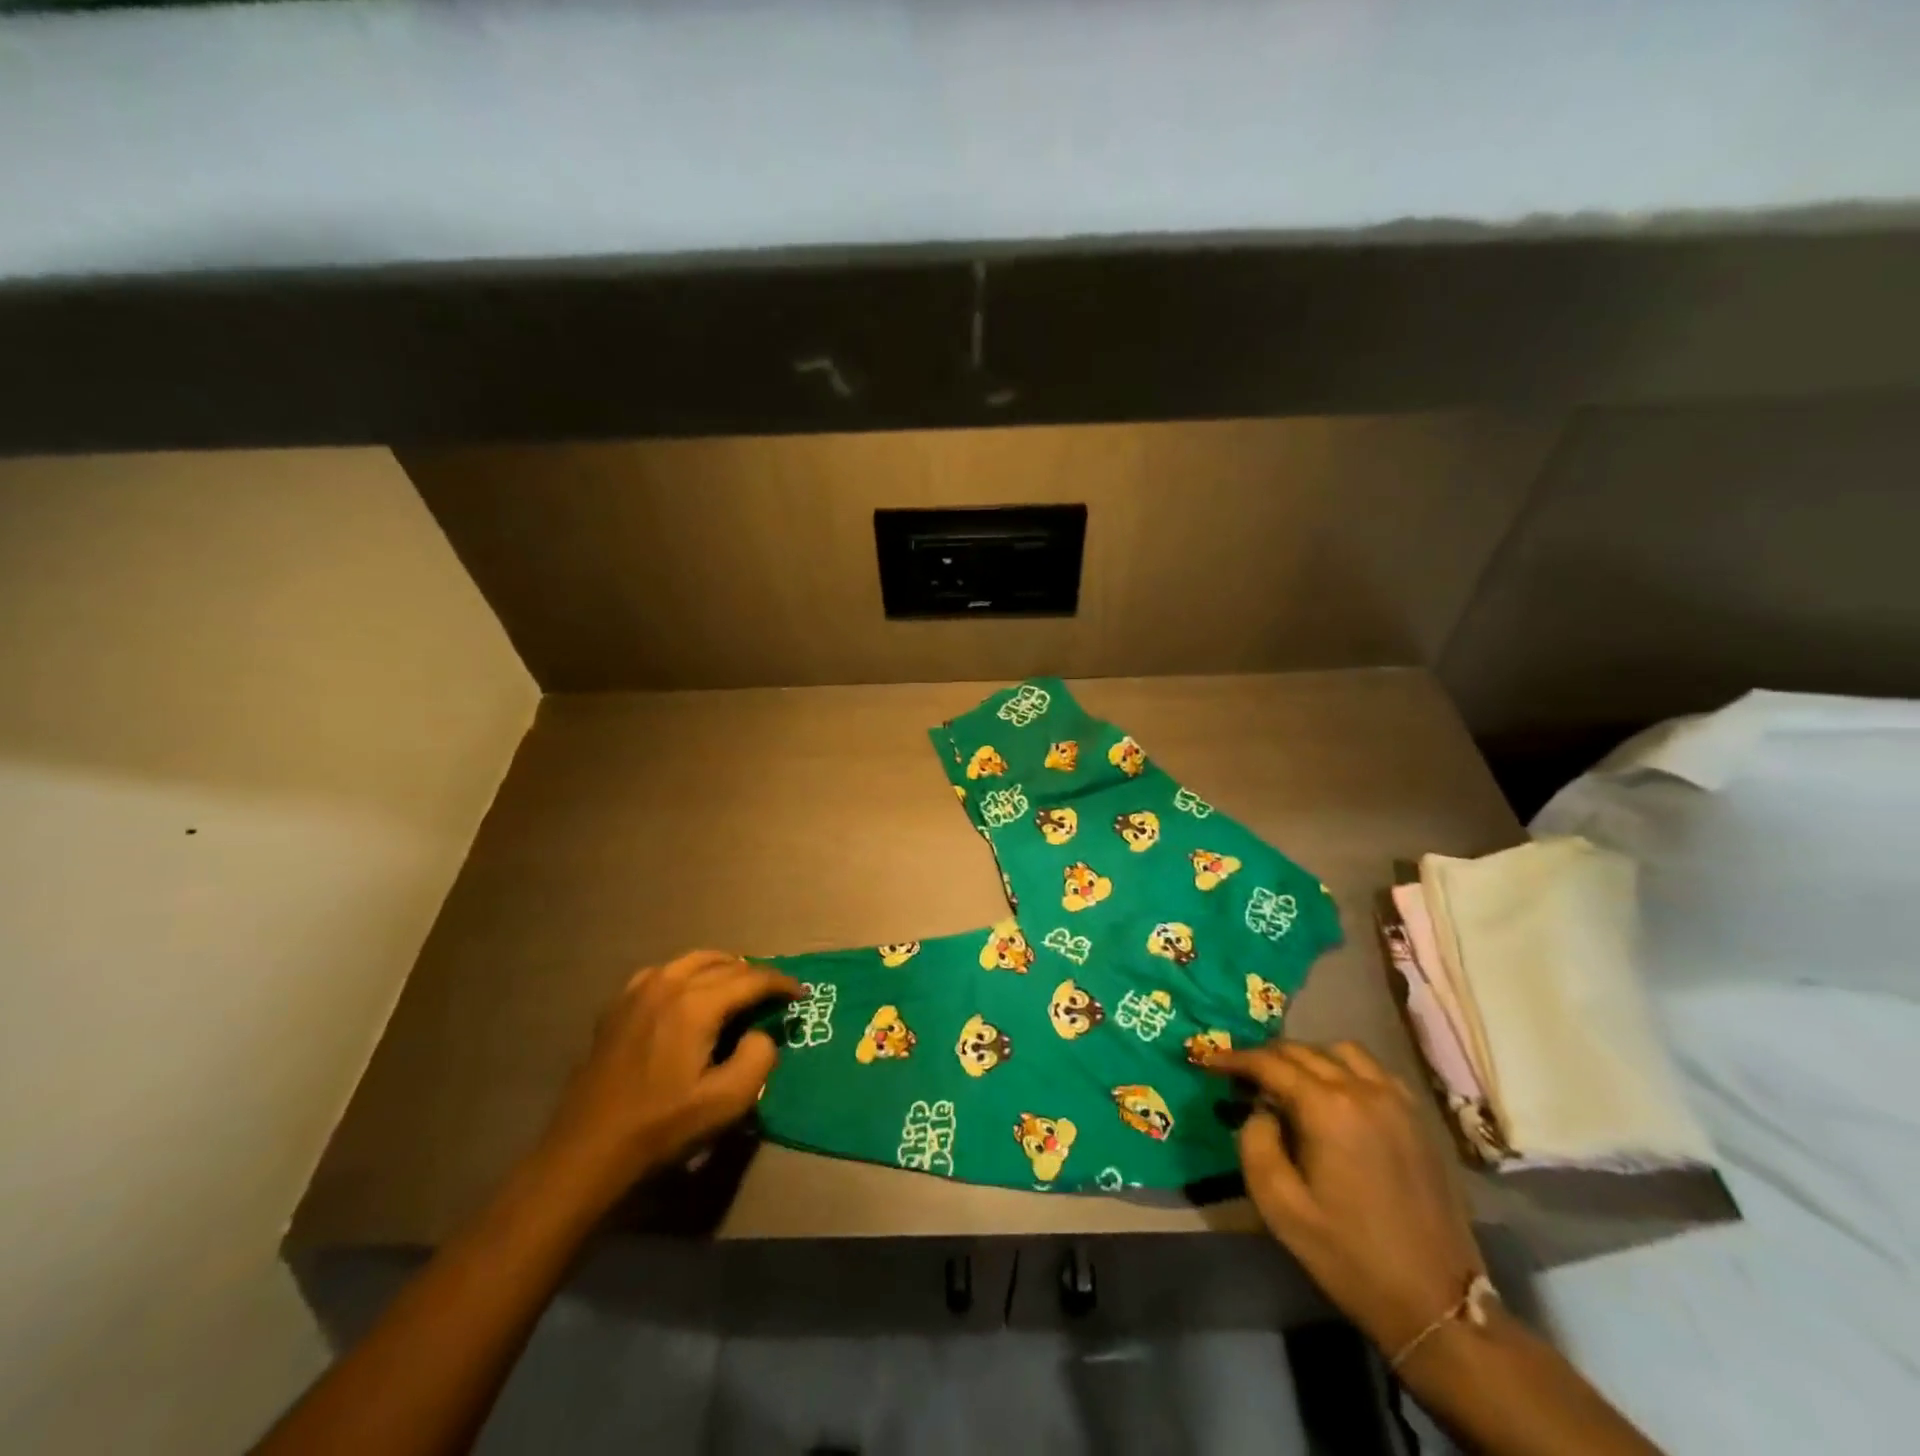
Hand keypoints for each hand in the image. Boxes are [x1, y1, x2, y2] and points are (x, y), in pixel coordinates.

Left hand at [538, 950, 800, 1195]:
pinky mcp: (618, 1005)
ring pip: (694, 960)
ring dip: (724, 969)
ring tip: (739, 989)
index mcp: (695, 1004)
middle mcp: (668, 984)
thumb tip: (761, 1033)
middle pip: (725, 964)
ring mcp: (638, 991)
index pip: (752, 979)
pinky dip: (689, 975)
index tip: (801, 995)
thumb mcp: (726, 1103)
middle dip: (755, 975)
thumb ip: (758, 1057)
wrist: (586, 1151)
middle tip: (774, 996)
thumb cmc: (661, 1128)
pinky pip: (665, 972)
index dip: (782, 984)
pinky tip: (691, 996)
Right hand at [1204, 1040, 1483, 1356]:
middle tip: (1240, 1076)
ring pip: (1340, 1051)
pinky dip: (1345, 1068)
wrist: (1436, 1302)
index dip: (1233, 1058)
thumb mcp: (1279, 1205)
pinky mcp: (1417, 1118)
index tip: (1207, 1060)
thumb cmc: (1349, 1255)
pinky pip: (1373, 1070)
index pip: (1269, 1063)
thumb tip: (1259, 1110)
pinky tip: (1335, 1094)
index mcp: (1327, 1108)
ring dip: (1307, 1057)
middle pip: (1302, 1050)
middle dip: (1265, 1057)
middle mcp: (1363, 1090)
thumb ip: (1255, 1143)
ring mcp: (1396, 1100)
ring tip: (1288, 1082)